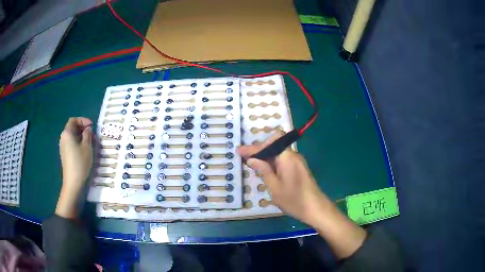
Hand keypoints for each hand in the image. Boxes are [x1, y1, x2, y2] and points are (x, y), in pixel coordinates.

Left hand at [56, 117, 92, 218]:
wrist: (73, 182)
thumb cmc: (80, 162)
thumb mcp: (87, 147)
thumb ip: (87, 135)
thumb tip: (87, 129)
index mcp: (67, 133)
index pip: (74, 120)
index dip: (83, 120)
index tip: (92, 126)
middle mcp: (63, 138)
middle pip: (72, 128)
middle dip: (83, 128)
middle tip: (92, 134)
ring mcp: (63, 147)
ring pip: (72, 136)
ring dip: (81, 136)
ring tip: (90, 142)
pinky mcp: (65, 154)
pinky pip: (71, 143)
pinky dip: (78, 142)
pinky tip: (85, 150)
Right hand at [237, 133, 329, 226]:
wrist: (316, 209)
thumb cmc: (294, 200)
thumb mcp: (275, 187)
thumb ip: (263, 171)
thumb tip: (252, 159)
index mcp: (288, 157)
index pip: (271, 142)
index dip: (255, 146)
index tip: (240, 152)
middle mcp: (294, 156)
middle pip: (275, 145)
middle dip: (259, 151)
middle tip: (245, 158)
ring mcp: (297, 162)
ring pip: (278, 153)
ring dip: (266, 157)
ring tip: (252, 164)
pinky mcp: (299, 169)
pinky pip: (283, 161)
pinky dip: (273, 163)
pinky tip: (265, 171)